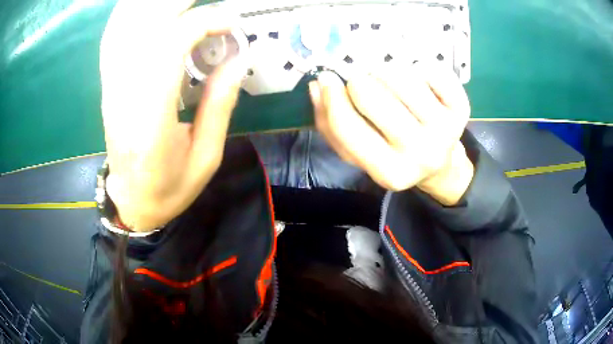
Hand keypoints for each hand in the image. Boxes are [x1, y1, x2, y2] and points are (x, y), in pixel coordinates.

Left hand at [100, 1, 247, 230]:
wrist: (131, 201)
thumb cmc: (169, 188)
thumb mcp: (206, 157)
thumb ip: (219, 105)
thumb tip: (237, 59)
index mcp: (151, 120)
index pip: (168, 48)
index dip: (202, 23)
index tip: (231, 22)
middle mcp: (124, 96)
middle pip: (143, 28)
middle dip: (178, 5)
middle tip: (212, 5)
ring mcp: (112, 88)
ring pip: (125, 27)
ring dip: (152, 7)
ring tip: (184, 4)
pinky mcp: (109, 86)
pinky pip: (114, 38)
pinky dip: (131, 15)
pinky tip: (150, 9)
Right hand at [309, 66, 473, 205]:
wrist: (438, 164)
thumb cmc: (393, 155)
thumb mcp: (359, 154)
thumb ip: (332, 126)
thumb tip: (318, 85)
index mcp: (389, 173)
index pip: (348, 127)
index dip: (331, 97)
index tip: (327, 78)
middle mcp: (420, 154)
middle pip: (372, 96)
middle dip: (359, 82)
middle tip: (363, 83)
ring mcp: (445, 131)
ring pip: (400, 77)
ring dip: (386, 72)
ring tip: (389, 82)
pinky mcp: (461, 110)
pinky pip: (432, 71)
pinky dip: (418, 68)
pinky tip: (417, 82)